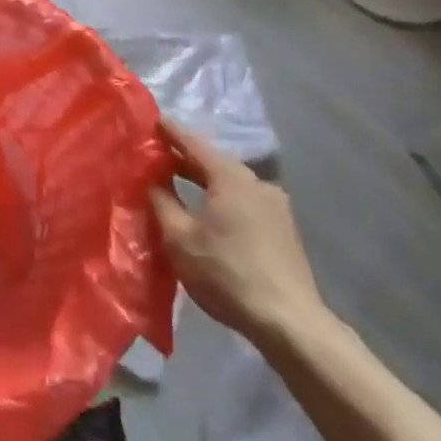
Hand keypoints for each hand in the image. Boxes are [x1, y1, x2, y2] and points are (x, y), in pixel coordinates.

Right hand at [149, 119, 327, 345]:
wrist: (289, 321)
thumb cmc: (226, 274)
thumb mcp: (179, 239)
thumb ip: (162, 202)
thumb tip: (152, 180)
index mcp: (230, 177)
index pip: (193, 143)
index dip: (171, 132)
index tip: (152, 119)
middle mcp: (256, 181)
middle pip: (214, 161)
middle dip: (186, 158)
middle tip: (158, 154)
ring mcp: (275, 204)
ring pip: (231, 182)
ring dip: (205, 179)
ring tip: (179, 181)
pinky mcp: (284, 227)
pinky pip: (245, 199)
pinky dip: (223, 196)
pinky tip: (210, 209)